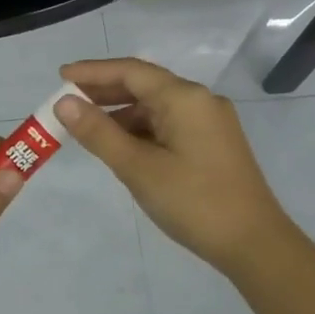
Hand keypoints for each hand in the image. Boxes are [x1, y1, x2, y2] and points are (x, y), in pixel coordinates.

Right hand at [54, 57, 296, 274]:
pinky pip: (169, 125)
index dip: (93, 72)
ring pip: (157, 108)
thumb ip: (99, 133)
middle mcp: (200, 101)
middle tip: (67, 103)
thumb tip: (64, 103)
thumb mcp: (138, 168)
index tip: (61, 76)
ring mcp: (210, 123)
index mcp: (185, 98)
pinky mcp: (213, 144)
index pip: (131, 71)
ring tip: (87, 128)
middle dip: (105, 92)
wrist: (253, 243)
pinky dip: (141, 131)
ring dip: (121, 114)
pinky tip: (121, 147)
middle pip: (145, 85)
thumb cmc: (193, 202)